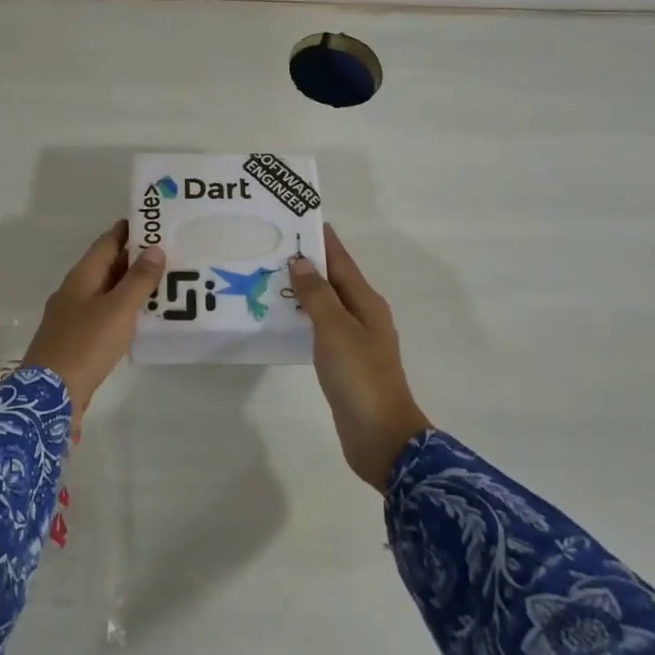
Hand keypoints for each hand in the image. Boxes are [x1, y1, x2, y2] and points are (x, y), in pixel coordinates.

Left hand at [23, 221, 164, 427]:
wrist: (50, 395)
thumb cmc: (85, 345)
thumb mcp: (118, 309)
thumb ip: (138, 279)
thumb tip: (155, 248)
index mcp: (81, 277)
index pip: (107, 242)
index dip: (129, 230)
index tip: (156, 221)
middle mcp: (75, 291)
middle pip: (107, 266)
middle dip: (136, 257)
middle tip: (171, 252)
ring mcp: (74, 316)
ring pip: (107, 291)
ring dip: (132, 285)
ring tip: (165, 282)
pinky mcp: (78, 340)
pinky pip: (105, 314)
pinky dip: (125, 309)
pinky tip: (144, 317)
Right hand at [289, 225, 431, 492]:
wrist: (380, 436)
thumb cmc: (359, 377)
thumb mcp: (335, 330)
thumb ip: (317, 295)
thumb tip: (301, 261)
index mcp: (367, 303)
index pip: (342, 262)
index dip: (324, 241)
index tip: (301, 218)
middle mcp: (365, 317)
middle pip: (336, 280)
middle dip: (310, 262)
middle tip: (275, 245)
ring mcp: (356, 342)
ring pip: (328, 305)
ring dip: (306, 290)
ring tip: (273, 276)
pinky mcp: (346, 364)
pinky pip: (322, 329)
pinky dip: (305, 317)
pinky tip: (286, 319)